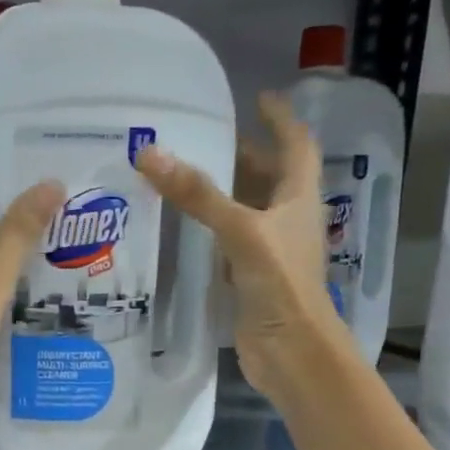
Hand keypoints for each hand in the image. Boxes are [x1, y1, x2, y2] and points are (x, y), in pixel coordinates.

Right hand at [136, 92, 342, 403]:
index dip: (281, 120)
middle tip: (203, 137)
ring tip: (183, 175)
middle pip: (268, 177)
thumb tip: (150, 154)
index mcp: (298, 199)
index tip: (258, 98)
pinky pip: (227, 243)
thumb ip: (199, 195)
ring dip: (222, 193)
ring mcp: (269, 251)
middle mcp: (286, 220)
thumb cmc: (281, 285)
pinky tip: (181, 228)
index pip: (296, 146)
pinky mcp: (249, 279)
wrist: (292, 352)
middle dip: (243, 154)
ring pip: (245, 210)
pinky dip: (208, 230)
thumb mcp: (241, 231)